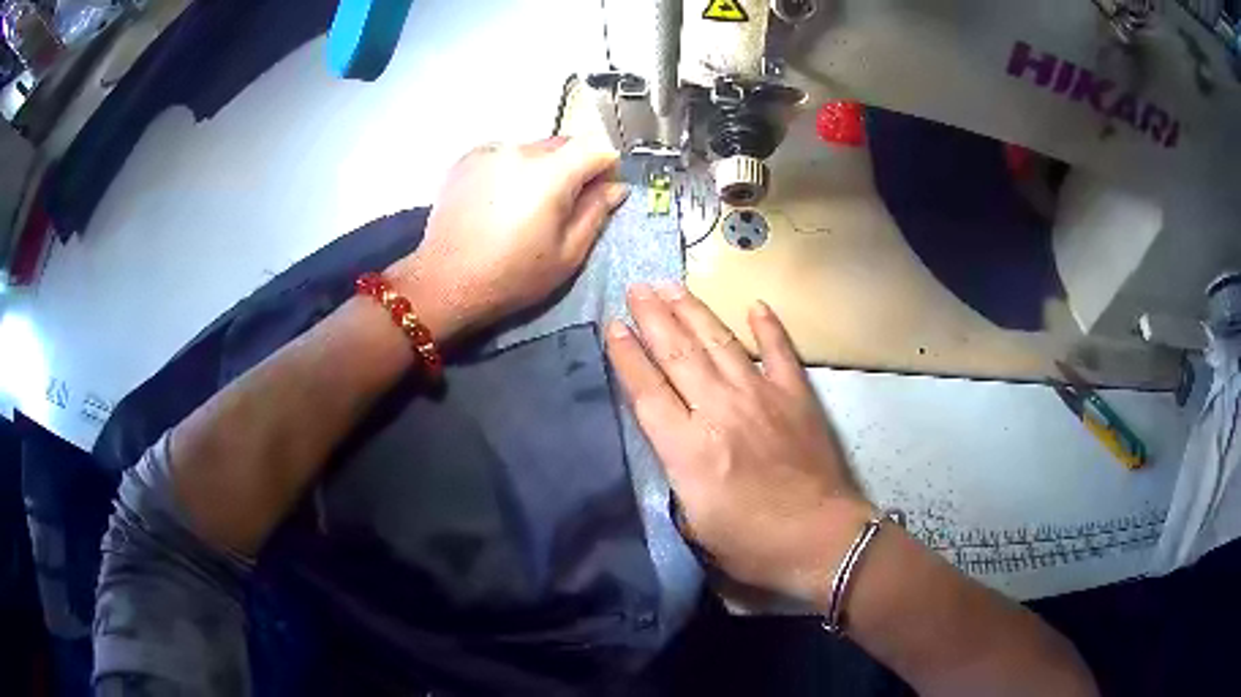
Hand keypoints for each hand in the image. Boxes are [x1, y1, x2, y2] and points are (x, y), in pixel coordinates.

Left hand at [387, 137, 628, 341]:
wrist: (445, 282)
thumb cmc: (512, 276)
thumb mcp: (567, 254)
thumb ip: (596, 213)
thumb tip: (617, 187)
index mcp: (550, 173)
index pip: (597, 146)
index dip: (607, 167)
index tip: (600, 192)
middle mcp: (520, 150)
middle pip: (565, 144)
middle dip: (575, 167)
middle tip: (563, 206)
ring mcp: (490, 151)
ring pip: (534, 149)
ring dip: (542, 168)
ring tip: (524, 207)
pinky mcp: (467, 159)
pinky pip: (504, 154)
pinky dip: (512, 170)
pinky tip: (499, 202)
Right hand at [605, 283, 872, 605]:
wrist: (820, 538)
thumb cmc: (752, 543)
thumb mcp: (693, 523)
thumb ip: (676, 474)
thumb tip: (672, 439)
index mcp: (688, 448)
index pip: (647, 390)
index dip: (627, 356)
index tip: (613, 325)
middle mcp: (720, 410)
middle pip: (678, 354)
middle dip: (653, 317)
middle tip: (636, 288)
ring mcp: (762, 396)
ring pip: (720, 343)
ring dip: (693, 311)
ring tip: (672, 285)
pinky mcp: (796, 395)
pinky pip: (780, 351)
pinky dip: (769, 327)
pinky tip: (756, 304)